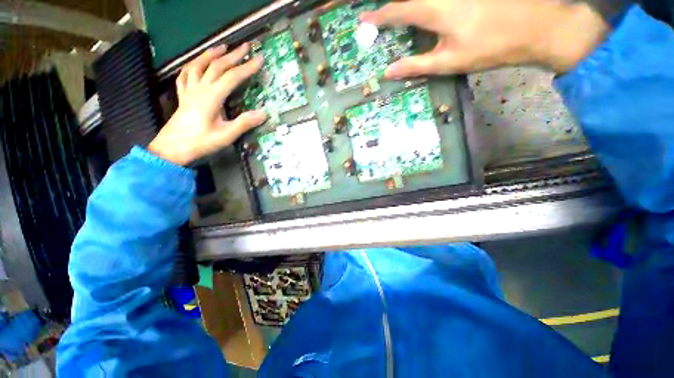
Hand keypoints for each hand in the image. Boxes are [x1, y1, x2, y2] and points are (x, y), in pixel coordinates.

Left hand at [148, 44, 265, 165]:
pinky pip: (186, 75)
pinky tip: (196, 63)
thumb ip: (244, 123)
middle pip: (217, 66)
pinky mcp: (183, 96)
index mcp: (211, 97)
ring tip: (222, 47)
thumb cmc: (200, 142)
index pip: (232, 77)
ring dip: (212, 54)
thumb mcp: (226, 136)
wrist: (172, 148)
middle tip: (246, 46)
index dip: (247, 68)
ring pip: (199, 66)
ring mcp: (189, 90)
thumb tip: (263, 113)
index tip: (259, 59)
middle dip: (233, 55)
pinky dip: (192, 65)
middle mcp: (200, 89)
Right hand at [361, 0, 609, 76]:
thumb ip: (415, 65)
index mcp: (434, 9)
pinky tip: (422, 11)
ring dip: (407, 3)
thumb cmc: (489, 47)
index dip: (378, 17)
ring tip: (397, 13)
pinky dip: (422, 4)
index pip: (397, 11)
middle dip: (390, 5)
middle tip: (376, 13)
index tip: (363, 21)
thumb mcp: (448, 62)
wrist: (535, 26)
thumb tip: (388, 72)